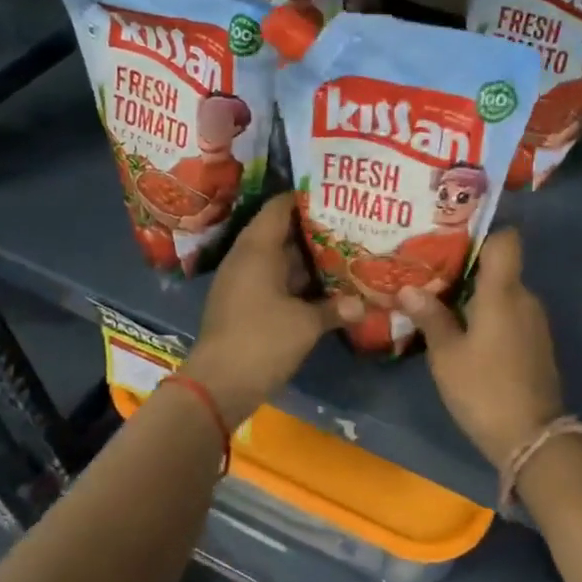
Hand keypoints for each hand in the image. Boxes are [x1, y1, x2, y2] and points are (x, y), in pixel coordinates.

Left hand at [188, 195, 360, 423]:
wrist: (218, 386)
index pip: (280, 207)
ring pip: (282, 259)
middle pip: (283, 232)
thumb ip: (335, 308)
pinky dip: (300, 281)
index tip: (338, 194)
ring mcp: (245, 283)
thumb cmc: (261, 341)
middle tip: (352, 223)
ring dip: (310, 258)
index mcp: (257, 249)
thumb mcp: (306, 323)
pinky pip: (277, 281)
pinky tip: (329, 286)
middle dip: (316, 229)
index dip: (307, 197)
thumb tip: (363, 304)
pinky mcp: (247, 305)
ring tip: (348, 249)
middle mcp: (248, 259)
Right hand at [394, 228, 564, 466]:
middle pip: (499, 267)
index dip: (482, 233)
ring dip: (476, 296)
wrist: (532, 438)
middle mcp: (525, 298)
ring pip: (504, 293)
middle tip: (429, 274)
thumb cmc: (484, 389)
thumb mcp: (447, 356)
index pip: (506, 240)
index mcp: (503, 292)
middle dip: (466, 269)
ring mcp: (535, 322)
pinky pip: (511, 315)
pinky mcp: (536, 343)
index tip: (450, 240)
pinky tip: (463, 332)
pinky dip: (489, 316)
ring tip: (439, 303)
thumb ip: (430, 317)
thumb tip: (408, 288)